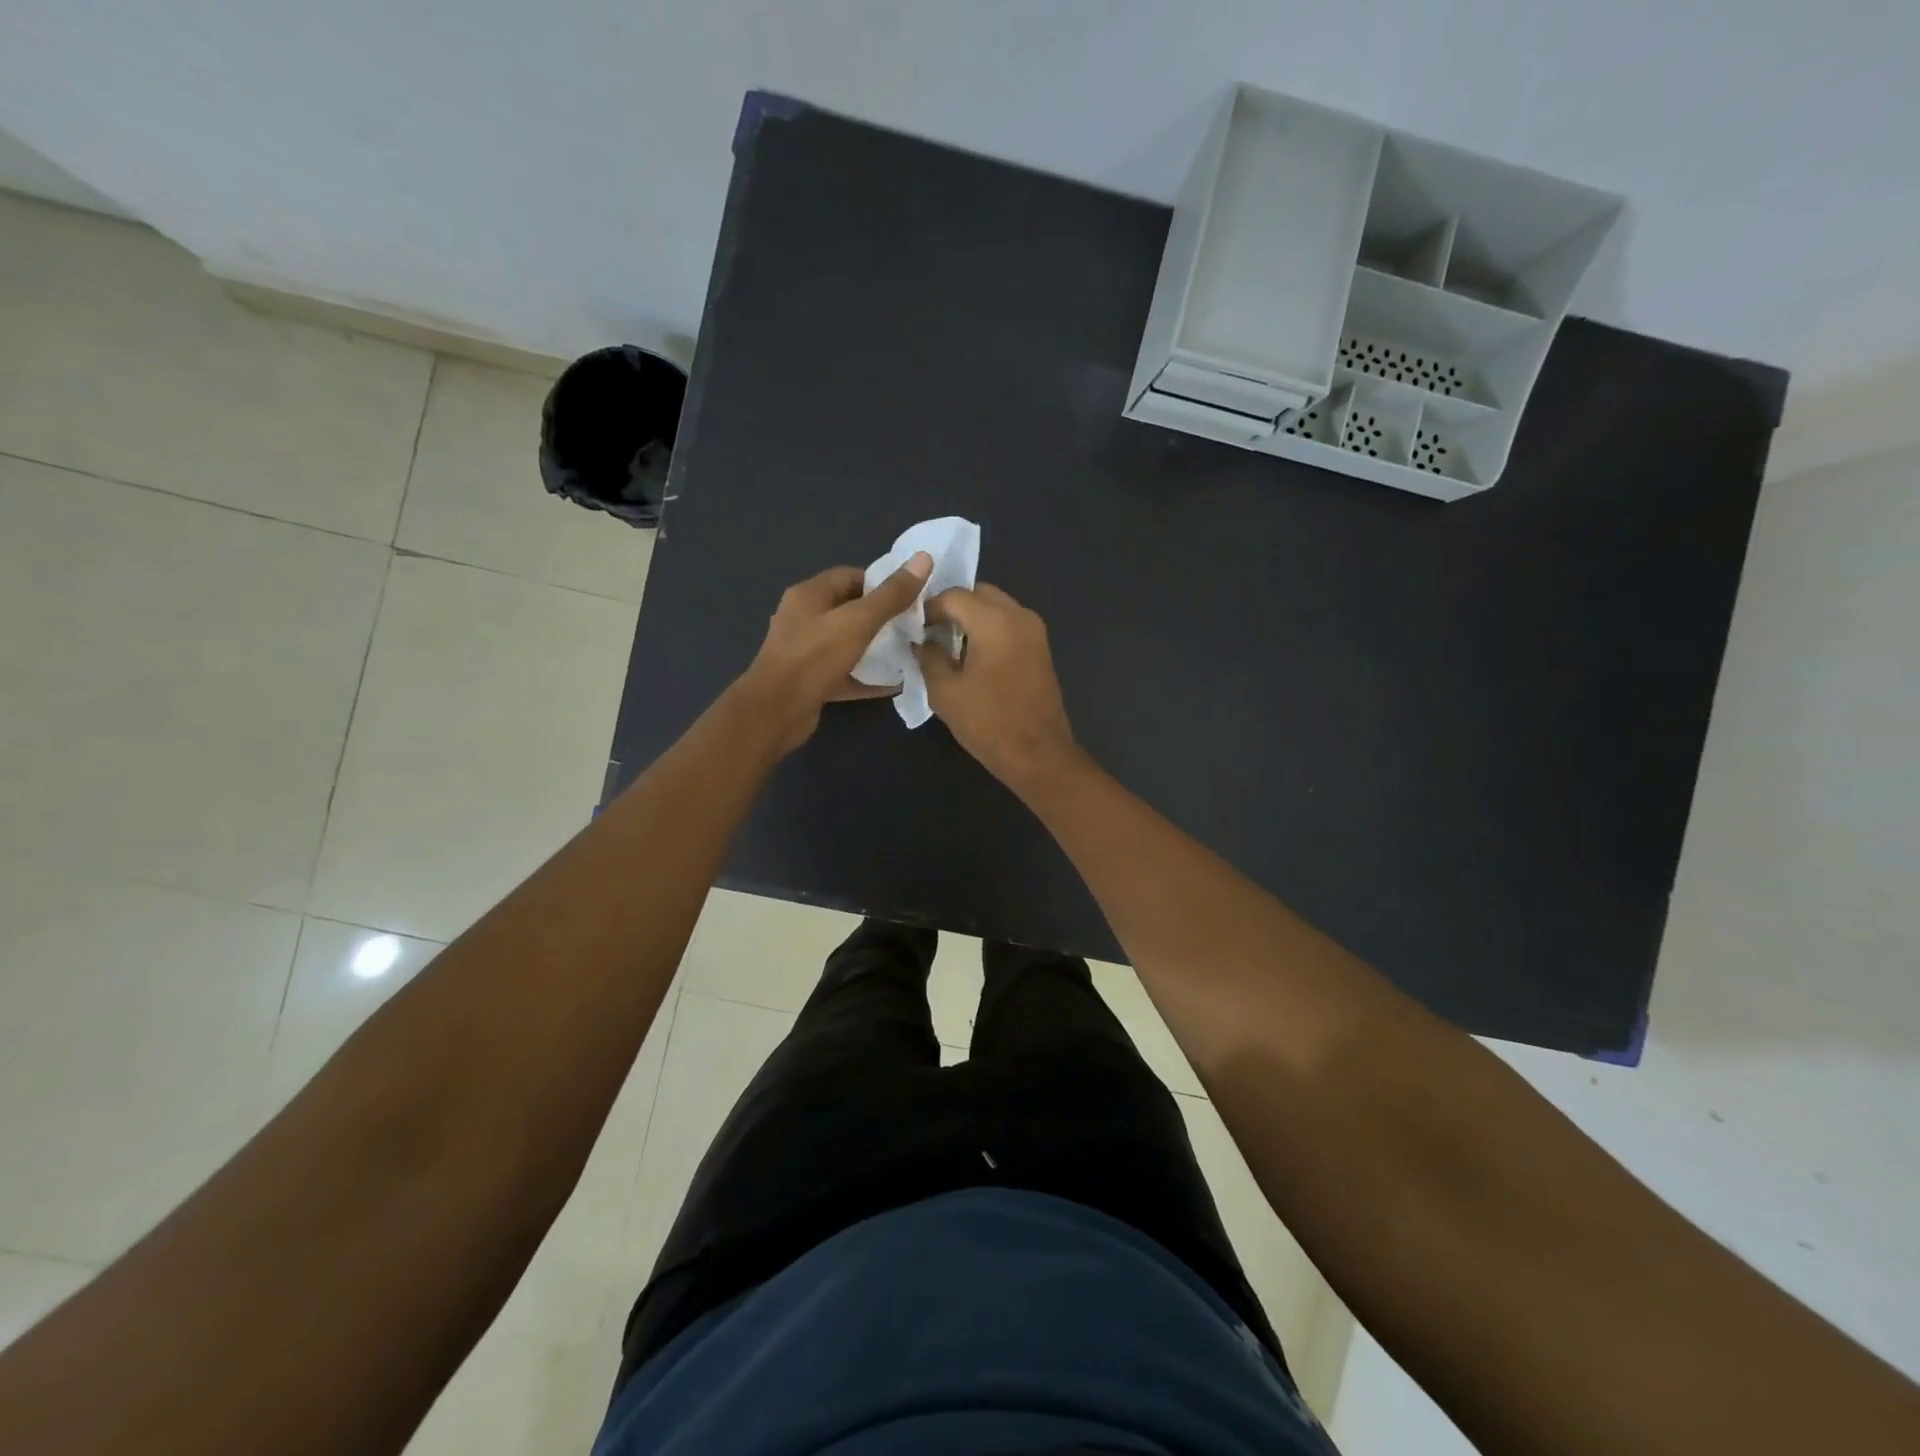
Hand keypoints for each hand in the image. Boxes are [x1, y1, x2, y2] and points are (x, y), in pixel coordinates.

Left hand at [741, 553, 932, 753]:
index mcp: (809, 595)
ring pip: (847, 643)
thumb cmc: (815, 657)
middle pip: (849, 610)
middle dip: (882, 617)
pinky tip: (894, 684)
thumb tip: (924, 558)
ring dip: (875, 648)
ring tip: (908, 652)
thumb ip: (892, 594)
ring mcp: (805, 651)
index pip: (850, 576)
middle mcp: (803, 618)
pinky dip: (867, 677)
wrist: (776, 711)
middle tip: (913, 625)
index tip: (910, 596)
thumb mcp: (858, 621)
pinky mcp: (811, 681)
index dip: (881, 583)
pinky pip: (845, 673)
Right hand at [917, 583, 1077, 790]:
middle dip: (953, 607)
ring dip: (972, 618)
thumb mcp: (945, 692)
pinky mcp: (1041, 648)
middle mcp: (1019, 616)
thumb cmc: (988, 723)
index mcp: (995, 621)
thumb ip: (929, 657)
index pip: (954, 596)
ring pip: (997, 607)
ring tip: (949, 645)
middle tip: (931, 632)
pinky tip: (973, 656)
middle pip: (979, 593)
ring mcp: (1035, 631)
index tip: (913, 628)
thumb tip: (923, 642)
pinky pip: (1010, 624)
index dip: (928, 608)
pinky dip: (989, 629)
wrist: (1038, 754)